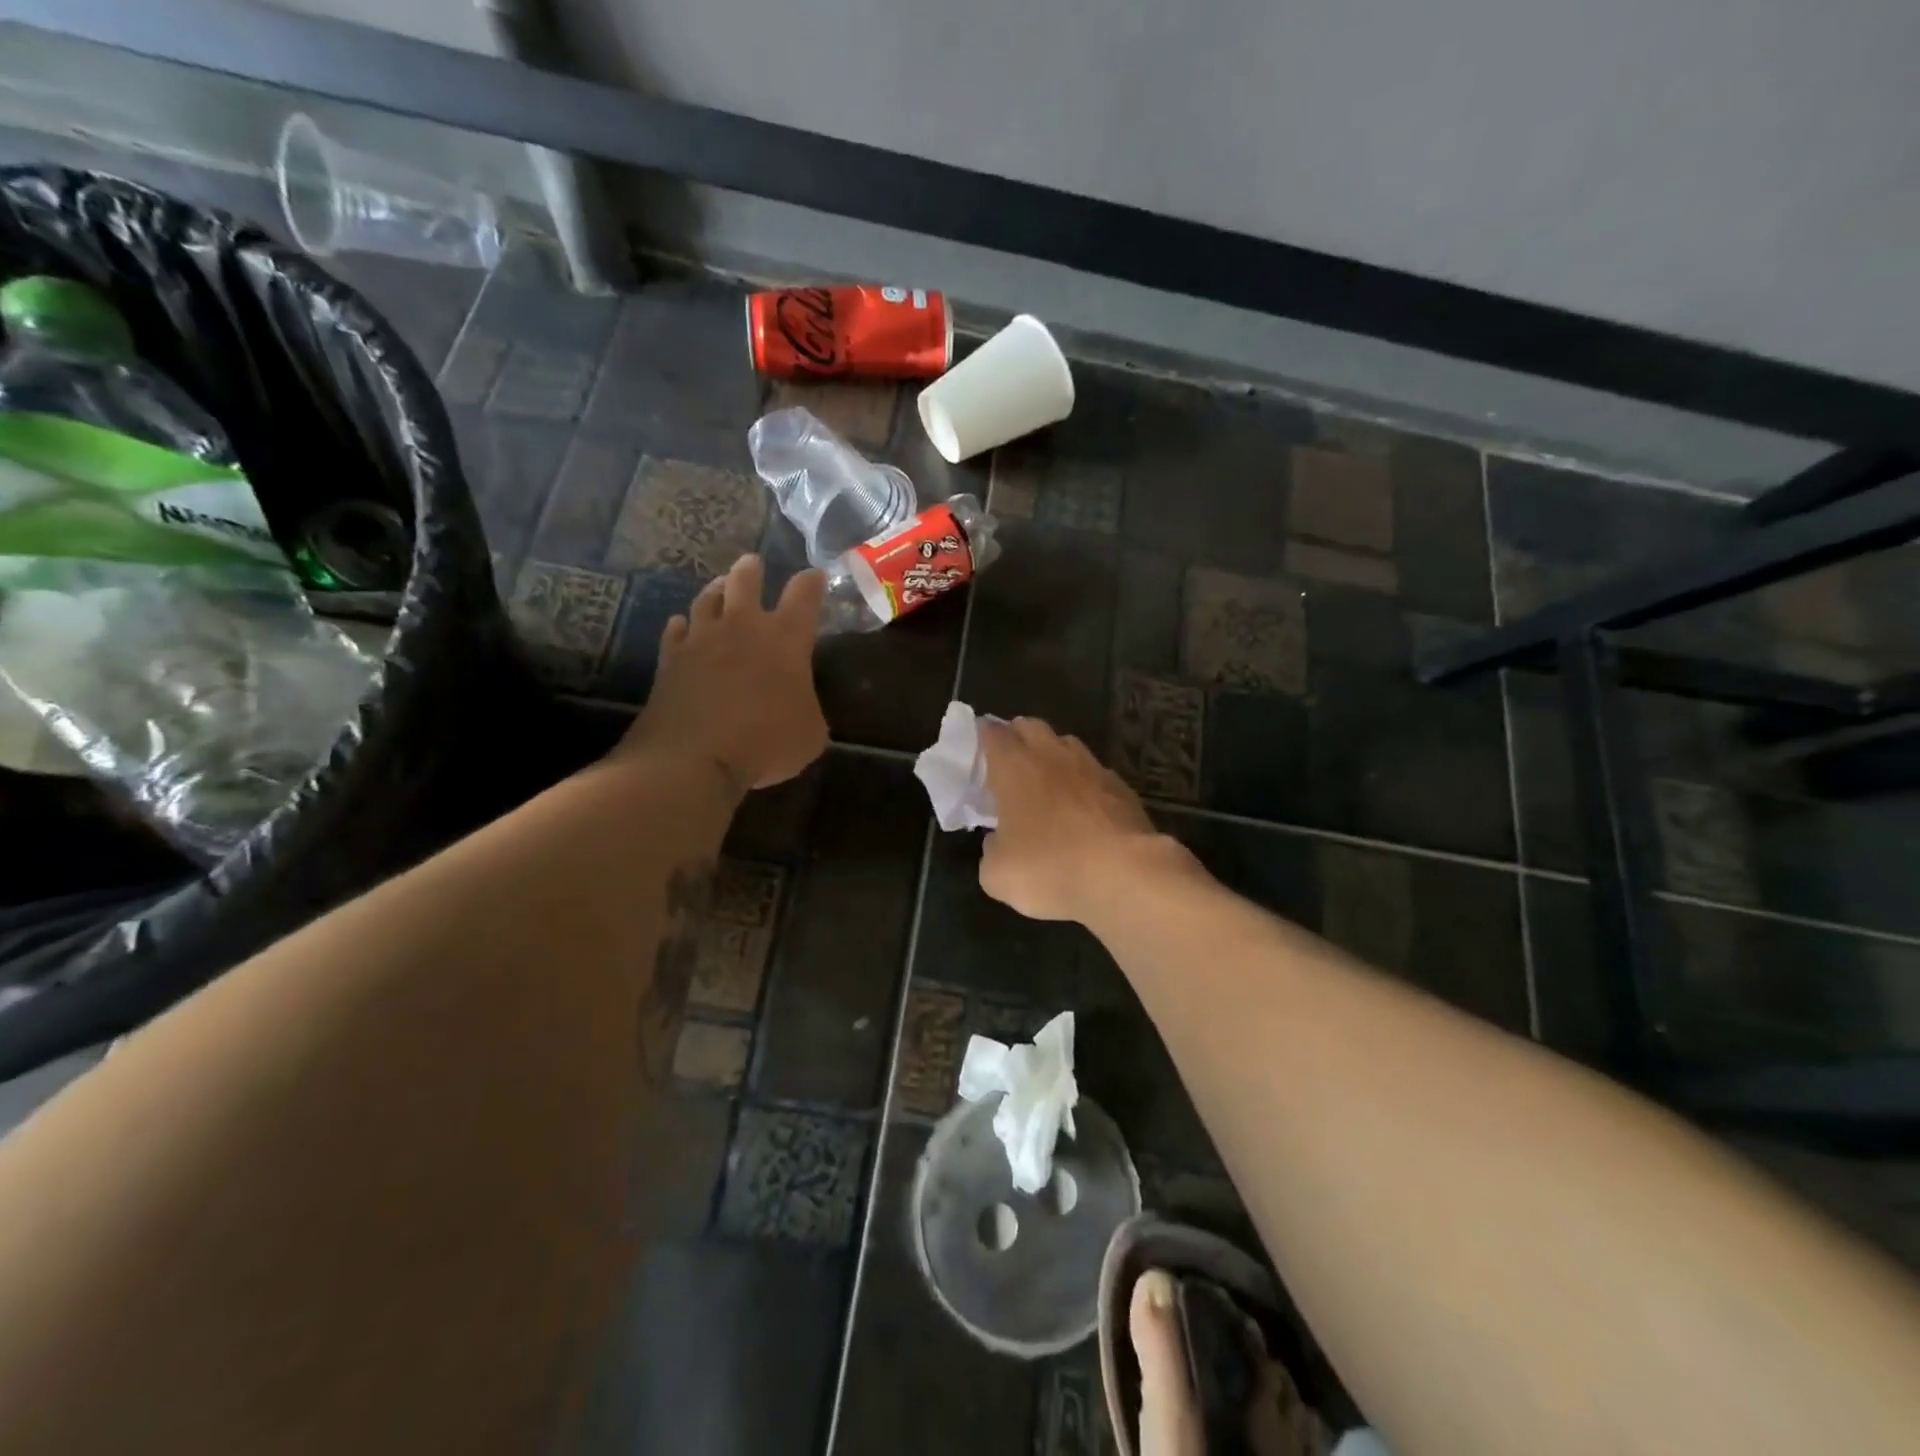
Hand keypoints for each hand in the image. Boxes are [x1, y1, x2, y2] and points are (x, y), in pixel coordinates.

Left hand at [621, 555, 827, 791]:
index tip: (815, 576)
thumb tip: (799, 706)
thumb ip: (808, 709)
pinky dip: (682, 627)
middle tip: (753, 564)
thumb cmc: (766, 743)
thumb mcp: (810, 734)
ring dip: (716, 591)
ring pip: (707, 599)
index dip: (812, 582)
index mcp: (786, 639)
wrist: (694, 758)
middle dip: (752, 570)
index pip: (804, 595)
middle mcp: (742, 627)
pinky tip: (683, 627)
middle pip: (745, 581)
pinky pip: (676, 630)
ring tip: (719, 588)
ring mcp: (701, 640)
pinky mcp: (670, 659)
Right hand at [977, 716, 1169, 921]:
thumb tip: (999, 840)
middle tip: (1008, 762)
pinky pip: (1096, 774)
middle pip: (1031, 726)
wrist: (1125, 877)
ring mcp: (1093, 769)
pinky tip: (1084, 809)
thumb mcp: (997, 874)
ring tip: (1047, 783)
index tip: (976, 748)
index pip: (992, 733)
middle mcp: (1053, 756)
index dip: (982, 736)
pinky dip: (1084, 784)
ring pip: (1067, 745)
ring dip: (1053, 756)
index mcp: (1015, 767)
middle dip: (1017, 737)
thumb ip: (991, 849)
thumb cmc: (1049, 869)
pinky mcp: (1123, 789)